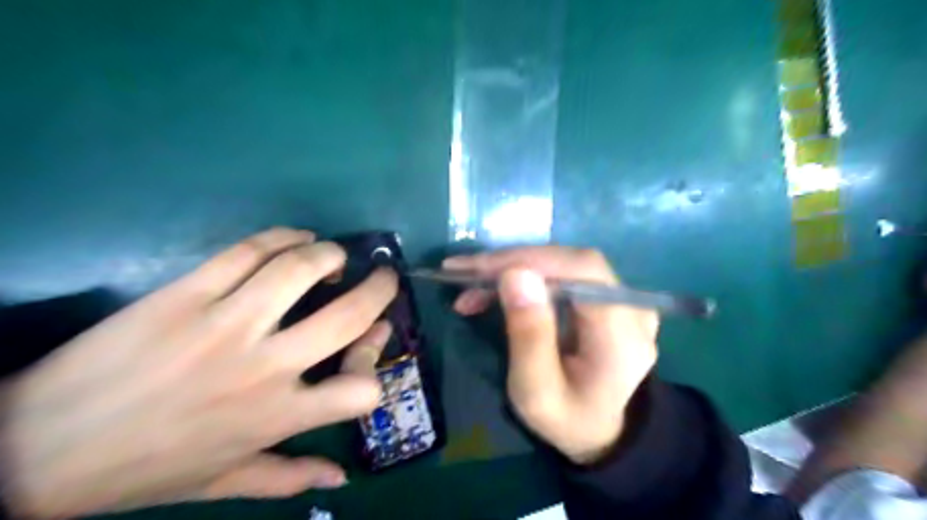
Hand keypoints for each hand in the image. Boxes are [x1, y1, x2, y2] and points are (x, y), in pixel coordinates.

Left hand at [0, 230, 393, 517]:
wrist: (36, 448)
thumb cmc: (144, 469)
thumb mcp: (224, 482)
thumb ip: (289, 478)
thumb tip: (340, 476)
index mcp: (278, 416)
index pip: (362, 390)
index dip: (377, 358)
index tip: (373, 340)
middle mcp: (264, 367)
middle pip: (346, 316)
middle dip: (379, 289)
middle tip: (384, 276)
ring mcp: (225, 325)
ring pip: (299, 270)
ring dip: (330, 255)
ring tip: (335, 256)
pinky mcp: (186, 294)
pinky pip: (247, 252)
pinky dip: (283, 237)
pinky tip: (296, 237)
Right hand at [442, 247, 655, 463]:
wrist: (599, 429)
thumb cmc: (566, 418)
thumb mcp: (536, 392)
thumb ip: (529, 335)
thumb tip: (515, 273)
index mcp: (623, 335)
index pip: (582, 271)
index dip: (530, 259)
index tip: (478, 269)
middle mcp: (631, 307)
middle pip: (571, 261)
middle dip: (513, 262)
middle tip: (463, 273)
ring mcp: (621, 299)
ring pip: (563, 263)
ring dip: (513, 268)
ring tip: (470, 285)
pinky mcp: (605, 297)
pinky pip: (563, 273)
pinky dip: (525, 277)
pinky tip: (494, 289)